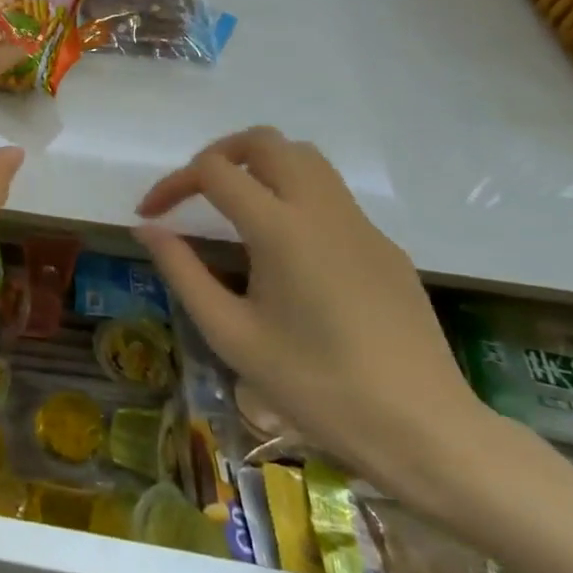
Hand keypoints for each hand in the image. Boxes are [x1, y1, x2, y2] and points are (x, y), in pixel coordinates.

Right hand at [135, 127, 489, 502]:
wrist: (425, 431)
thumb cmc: (315, 386)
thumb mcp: (231, 333)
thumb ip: (182, 272)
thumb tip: (146, 229)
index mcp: (281, 230)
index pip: (214, 171)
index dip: (172, 184)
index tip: (151, 215)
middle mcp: (323, 210)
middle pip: (265, 142)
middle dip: (218, 155)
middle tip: (194, 194)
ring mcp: (361, 225)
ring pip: (304, 158)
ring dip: (259, 165)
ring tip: (232, 206)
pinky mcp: (384, 246)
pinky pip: (331, 195)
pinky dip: (292, 194)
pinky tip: (283, 249)